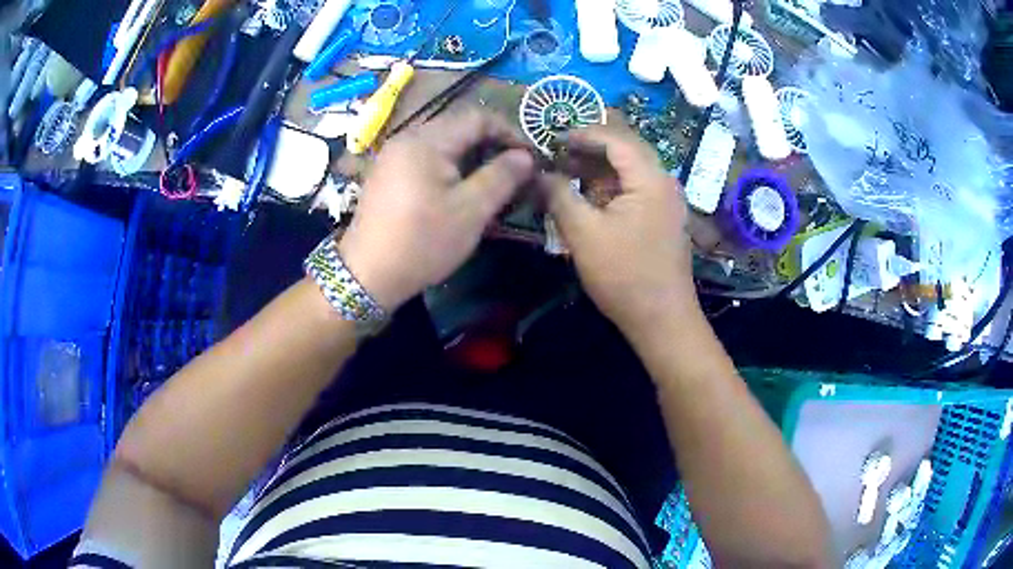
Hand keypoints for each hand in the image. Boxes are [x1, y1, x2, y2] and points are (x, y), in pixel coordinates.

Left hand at [338, 110, 534, 310]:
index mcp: (427, 140)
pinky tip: (459, 190)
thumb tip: (525, 155)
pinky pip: (425, 158)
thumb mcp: (470, 211)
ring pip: (442, 143)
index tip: (530, 157)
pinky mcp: (387, 173)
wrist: (367, 275)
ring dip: (471, 156)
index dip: (509, 132)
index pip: (478, 117)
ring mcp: (393, 155)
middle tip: (514, 171)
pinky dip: (449, 166)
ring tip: (491, 182)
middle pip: (458, 127)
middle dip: (491, 144)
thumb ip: (502, 177)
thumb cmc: (422, 242)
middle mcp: (407, 138)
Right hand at [542, 123, 697, 333]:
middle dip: (590, 147)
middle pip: (626, 149)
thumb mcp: (583, 234)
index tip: (552, 139)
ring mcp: (666, 201)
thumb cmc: (624, 276)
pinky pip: (634, 189)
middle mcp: (664, 181)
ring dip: (599, 168)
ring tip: (567, 172)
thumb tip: (538, 173)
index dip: (583, 134)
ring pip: (630, 170)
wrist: (662, 320)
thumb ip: (559, 195)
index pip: (616, 138)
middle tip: (558, 151)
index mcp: (650, 179)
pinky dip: (610, 187)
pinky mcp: (662, 218)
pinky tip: (588, 197)